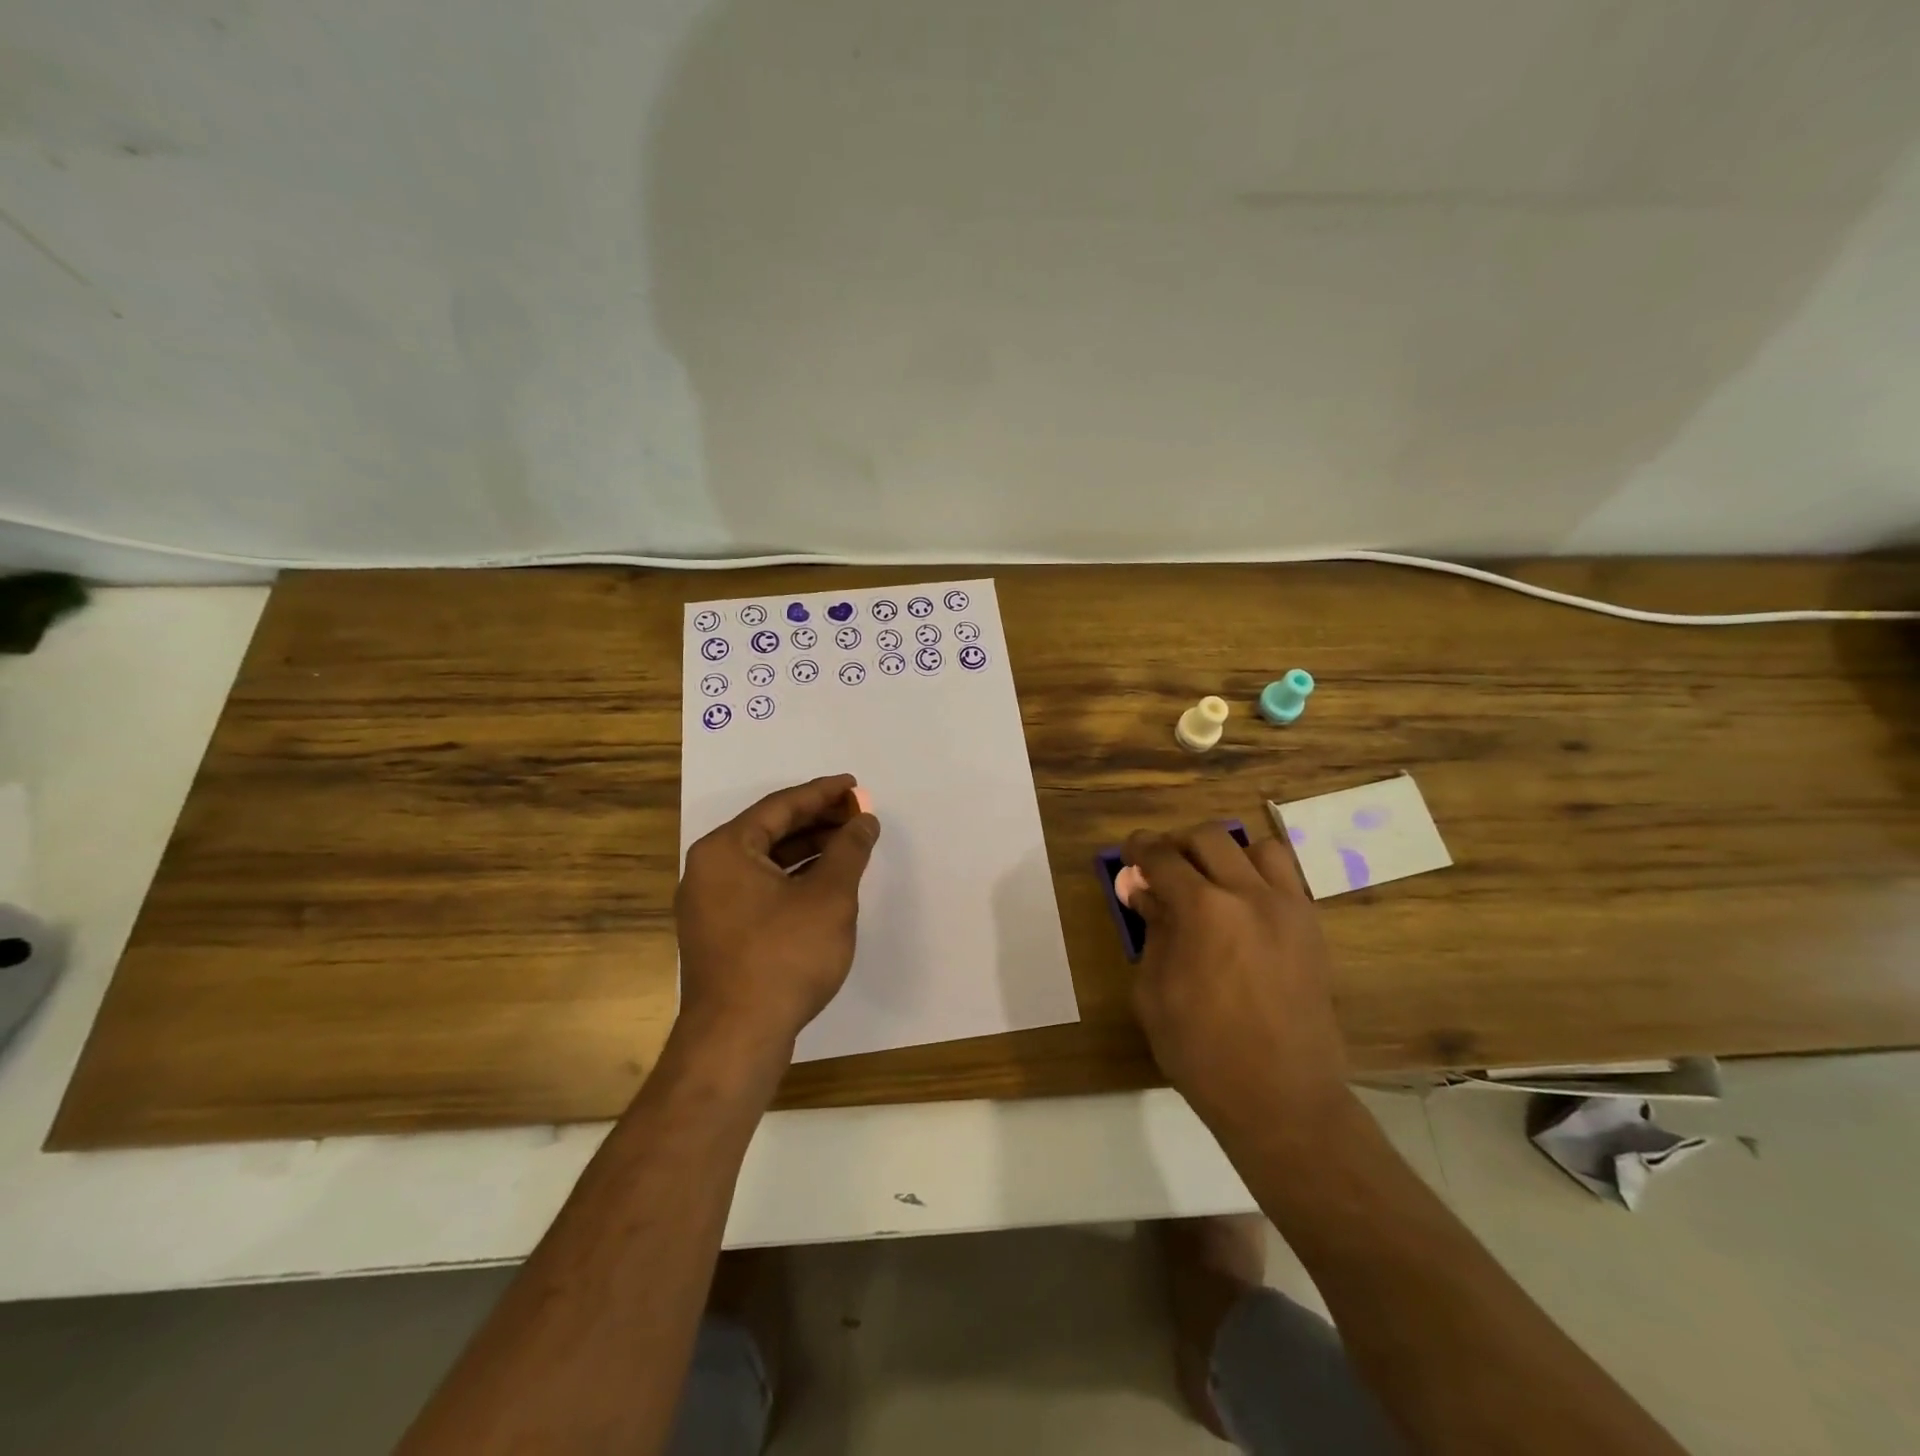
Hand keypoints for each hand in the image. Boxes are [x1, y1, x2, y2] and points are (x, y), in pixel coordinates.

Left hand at [675, 774, 879, 1064]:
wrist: (737, 1038)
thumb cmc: (784, 957)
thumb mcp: (829, 897)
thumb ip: (849, 851)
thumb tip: (864, 820)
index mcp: (726, 850)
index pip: (779, 806)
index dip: (822, 793)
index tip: (853, 784)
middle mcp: (709, 870)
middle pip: (770, 830)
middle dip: (817, 821)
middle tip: (857, 813)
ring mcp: (710, 904)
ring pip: (766, 862)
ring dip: (807, 850)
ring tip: (849, 845)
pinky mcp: (720, 933)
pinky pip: (760, 888)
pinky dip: (793, 879)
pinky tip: (825, 883)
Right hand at [1124, 823, 1353, 1144]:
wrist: (1282, 1098)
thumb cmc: (1201, 1051)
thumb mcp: (1154, 991)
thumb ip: (1152, 930)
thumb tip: (1144, 891)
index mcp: (1203, 910)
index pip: (1163, 857)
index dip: (1140, 848)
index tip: (1130, 851)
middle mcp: (1249, 895)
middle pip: (1210, 837)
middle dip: (1178, 844)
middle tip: (1164, 867)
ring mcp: (1289, 909)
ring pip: (1258, 847)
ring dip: (1227, 854)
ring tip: (1212, 881)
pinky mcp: (1312, 929)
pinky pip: (1287, 878)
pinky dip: (1260, 876)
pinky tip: (1244, 906)